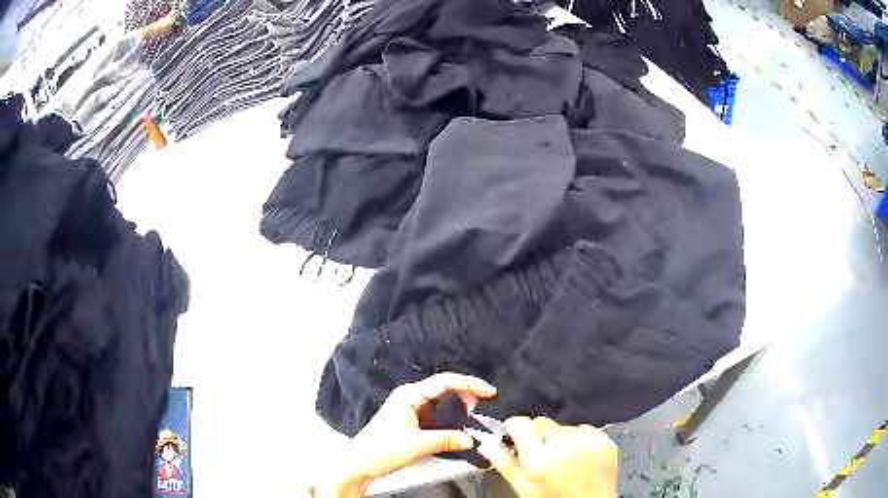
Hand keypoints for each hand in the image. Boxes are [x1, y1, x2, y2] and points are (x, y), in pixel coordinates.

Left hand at [325, 373, 496, 496]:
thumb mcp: (417, 444)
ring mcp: (409, 410)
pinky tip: (456, 428)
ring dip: (457, 407)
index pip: (444, 382)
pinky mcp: (411, 422)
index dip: (469, 384)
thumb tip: (470, 439)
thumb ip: (447, 439)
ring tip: (472, 414)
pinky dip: (449, 419)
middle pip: (444, 389)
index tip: (488, 391)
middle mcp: (409, 398)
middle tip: (483, 403)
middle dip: (465, 394)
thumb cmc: (379, 450)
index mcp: (408, 396)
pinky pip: (435, 416)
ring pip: (440, 403)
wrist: (360, 464)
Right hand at [478, 417, 617, 497]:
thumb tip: (487, 446)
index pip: (521, 423)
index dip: (514, 427)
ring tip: (562, 457)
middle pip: (542, 422)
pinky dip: (581, 438)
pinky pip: (587, 429)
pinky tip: (579, 455)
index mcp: (539, 462)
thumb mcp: (524, 488)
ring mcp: (588, 444)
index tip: (514, 432)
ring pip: (565, 425)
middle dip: (537, 434)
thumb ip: (504, 464)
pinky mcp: (605, 443)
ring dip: (560, 437)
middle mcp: (564, 448)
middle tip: (539, 452)